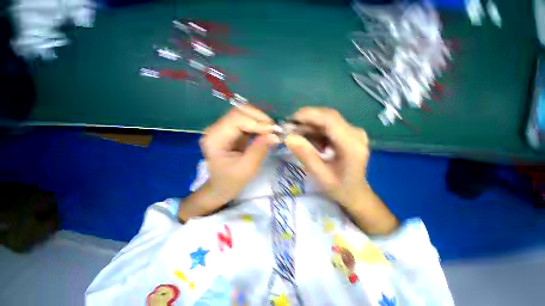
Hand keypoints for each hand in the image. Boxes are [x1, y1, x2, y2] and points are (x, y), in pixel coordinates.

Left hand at [199, 105, 278, 205]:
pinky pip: (246, 121)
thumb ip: (260, 150)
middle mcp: (216, 129)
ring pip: (244, 114)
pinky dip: (258, 125)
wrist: (221, 187)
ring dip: (260, 120)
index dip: (256, 122)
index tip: (273, 130)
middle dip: (259, 118)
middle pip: (239, 112)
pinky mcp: (231, 131)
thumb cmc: (231, 181)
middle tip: (274, 128)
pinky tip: (266, 131)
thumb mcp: (247, 168)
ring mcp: (223, 128)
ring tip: (272, 130)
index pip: (236, 119)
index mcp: (214, 138)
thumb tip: (275, 135)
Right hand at [285, 107, 369, 207]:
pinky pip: (328, 125)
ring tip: (296, 134)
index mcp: (352, 145)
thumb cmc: (339, 188)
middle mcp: (355, 133)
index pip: (330, 120)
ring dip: (309, 124)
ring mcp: (353, 131)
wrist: (355, 192)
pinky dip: (315, 129)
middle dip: (306, 119)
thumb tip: (289, 137)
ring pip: (327, 119)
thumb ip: (306, 156)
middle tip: (290, 128)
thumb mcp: (320, 175)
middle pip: (328, 116)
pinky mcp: (348, 133)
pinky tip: (307, 138)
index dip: (309, 115)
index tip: (290, 121)